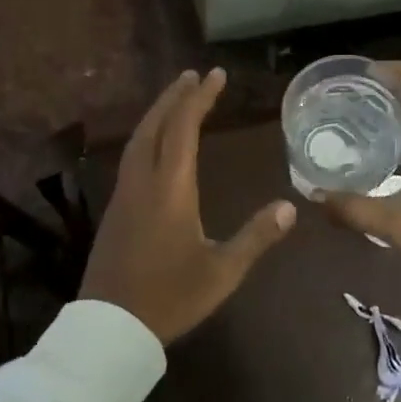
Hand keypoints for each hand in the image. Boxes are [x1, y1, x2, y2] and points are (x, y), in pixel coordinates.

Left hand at [81, 69, 295, 342]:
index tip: (215, 74)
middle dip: (174, 96)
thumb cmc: (170, 298)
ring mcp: (124, 195)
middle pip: (155, 125)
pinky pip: (131, 157)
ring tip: (176, 99)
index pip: (183, 129)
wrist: (111, 327)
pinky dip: (147, 136)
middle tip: (193, 75)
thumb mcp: (222, 271)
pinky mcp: (115, 211)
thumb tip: (289, 207)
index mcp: (170, 189)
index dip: (200, 98)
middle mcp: (143, 182)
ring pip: (138, 140)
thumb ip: (255, 237)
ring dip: (158, 114)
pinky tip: (156, 145)